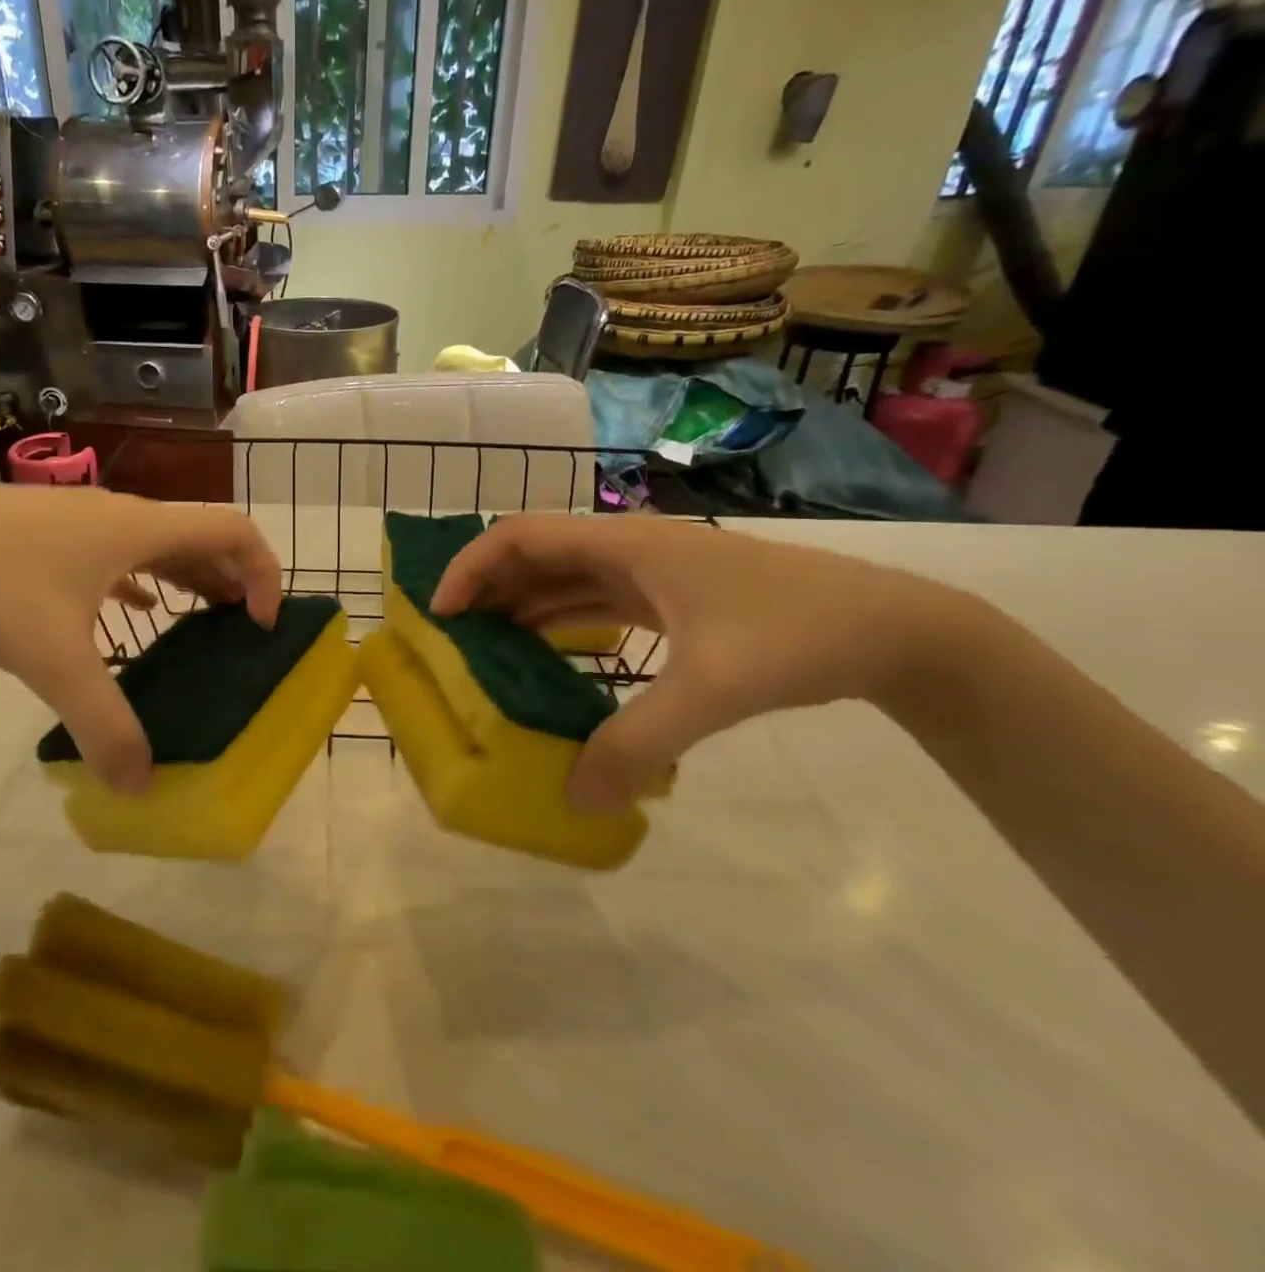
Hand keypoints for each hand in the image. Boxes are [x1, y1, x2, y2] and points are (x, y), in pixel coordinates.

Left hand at [0, 481, 281, 793]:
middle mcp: (119, 516)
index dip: (265, 571)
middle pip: (201, 535)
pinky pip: (118, 553)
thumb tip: (142, 786)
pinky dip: (144, 579)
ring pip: (158, 543)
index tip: (261, 624)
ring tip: (204, 622)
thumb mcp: (51, 659)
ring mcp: (80, 522)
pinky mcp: (48, 535)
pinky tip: (134, 611)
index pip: (233, 529)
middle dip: (234, 580)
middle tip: (243, 632)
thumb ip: (102, 724)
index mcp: (138, 528)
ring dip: (191, 578)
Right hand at [430, 514, 968, 808]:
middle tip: (452, 640)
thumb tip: (574, 797)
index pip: (519, 535)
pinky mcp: (668, 597)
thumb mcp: (712, 690)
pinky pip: (593, 601)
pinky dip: (559, 623)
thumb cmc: (797, 636)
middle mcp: (627, 547)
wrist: (892, 629)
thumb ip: (638, 742)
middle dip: (486, 590)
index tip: (441, 614)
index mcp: (625, 544)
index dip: (471, 567)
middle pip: (533, 554)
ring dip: (520, 607)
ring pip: (562, 578)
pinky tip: (547, 658)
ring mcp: (650, 571)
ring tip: (485, 652)